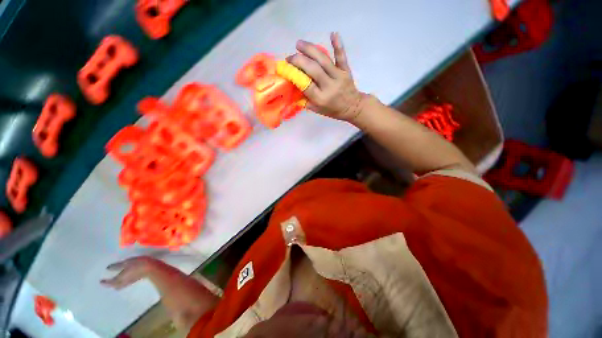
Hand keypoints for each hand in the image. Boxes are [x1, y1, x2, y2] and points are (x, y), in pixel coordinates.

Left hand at [100, 256, 158, 289]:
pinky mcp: (136, 279)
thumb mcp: (127, 263)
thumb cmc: (138, 264)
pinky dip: (123, 282)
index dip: (105, 282)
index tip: (100, 281)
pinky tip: (125, 277)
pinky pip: (126, 283)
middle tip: (108, 282)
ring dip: (117, 284)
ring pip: (121, 285)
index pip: (110, 282)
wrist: (152, 268)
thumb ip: (117, 266)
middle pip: (115, 286)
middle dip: (111, 285)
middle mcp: (124, 282)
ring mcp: (130, 281)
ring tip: (115, 280)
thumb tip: (107, 268)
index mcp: (120, 278)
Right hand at [288, 32, 364, 121]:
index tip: (287, 68)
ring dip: (310, 49)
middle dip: (299, 60)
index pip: (306, 84)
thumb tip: (293, 87)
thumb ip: (305, 100)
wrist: (352, 107)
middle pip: (313, 68)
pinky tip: (332, 33)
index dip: (295, 74)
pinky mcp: (346, 70)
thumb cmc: (332, 110)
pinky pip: (341, 56)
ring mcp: (339, 76)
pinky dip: (337, 44)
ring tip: (299, 44)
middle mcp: (329, 86)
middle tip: (290, 57)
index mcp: (321, 98)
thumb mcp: (317, 109)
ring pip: (323, 59)